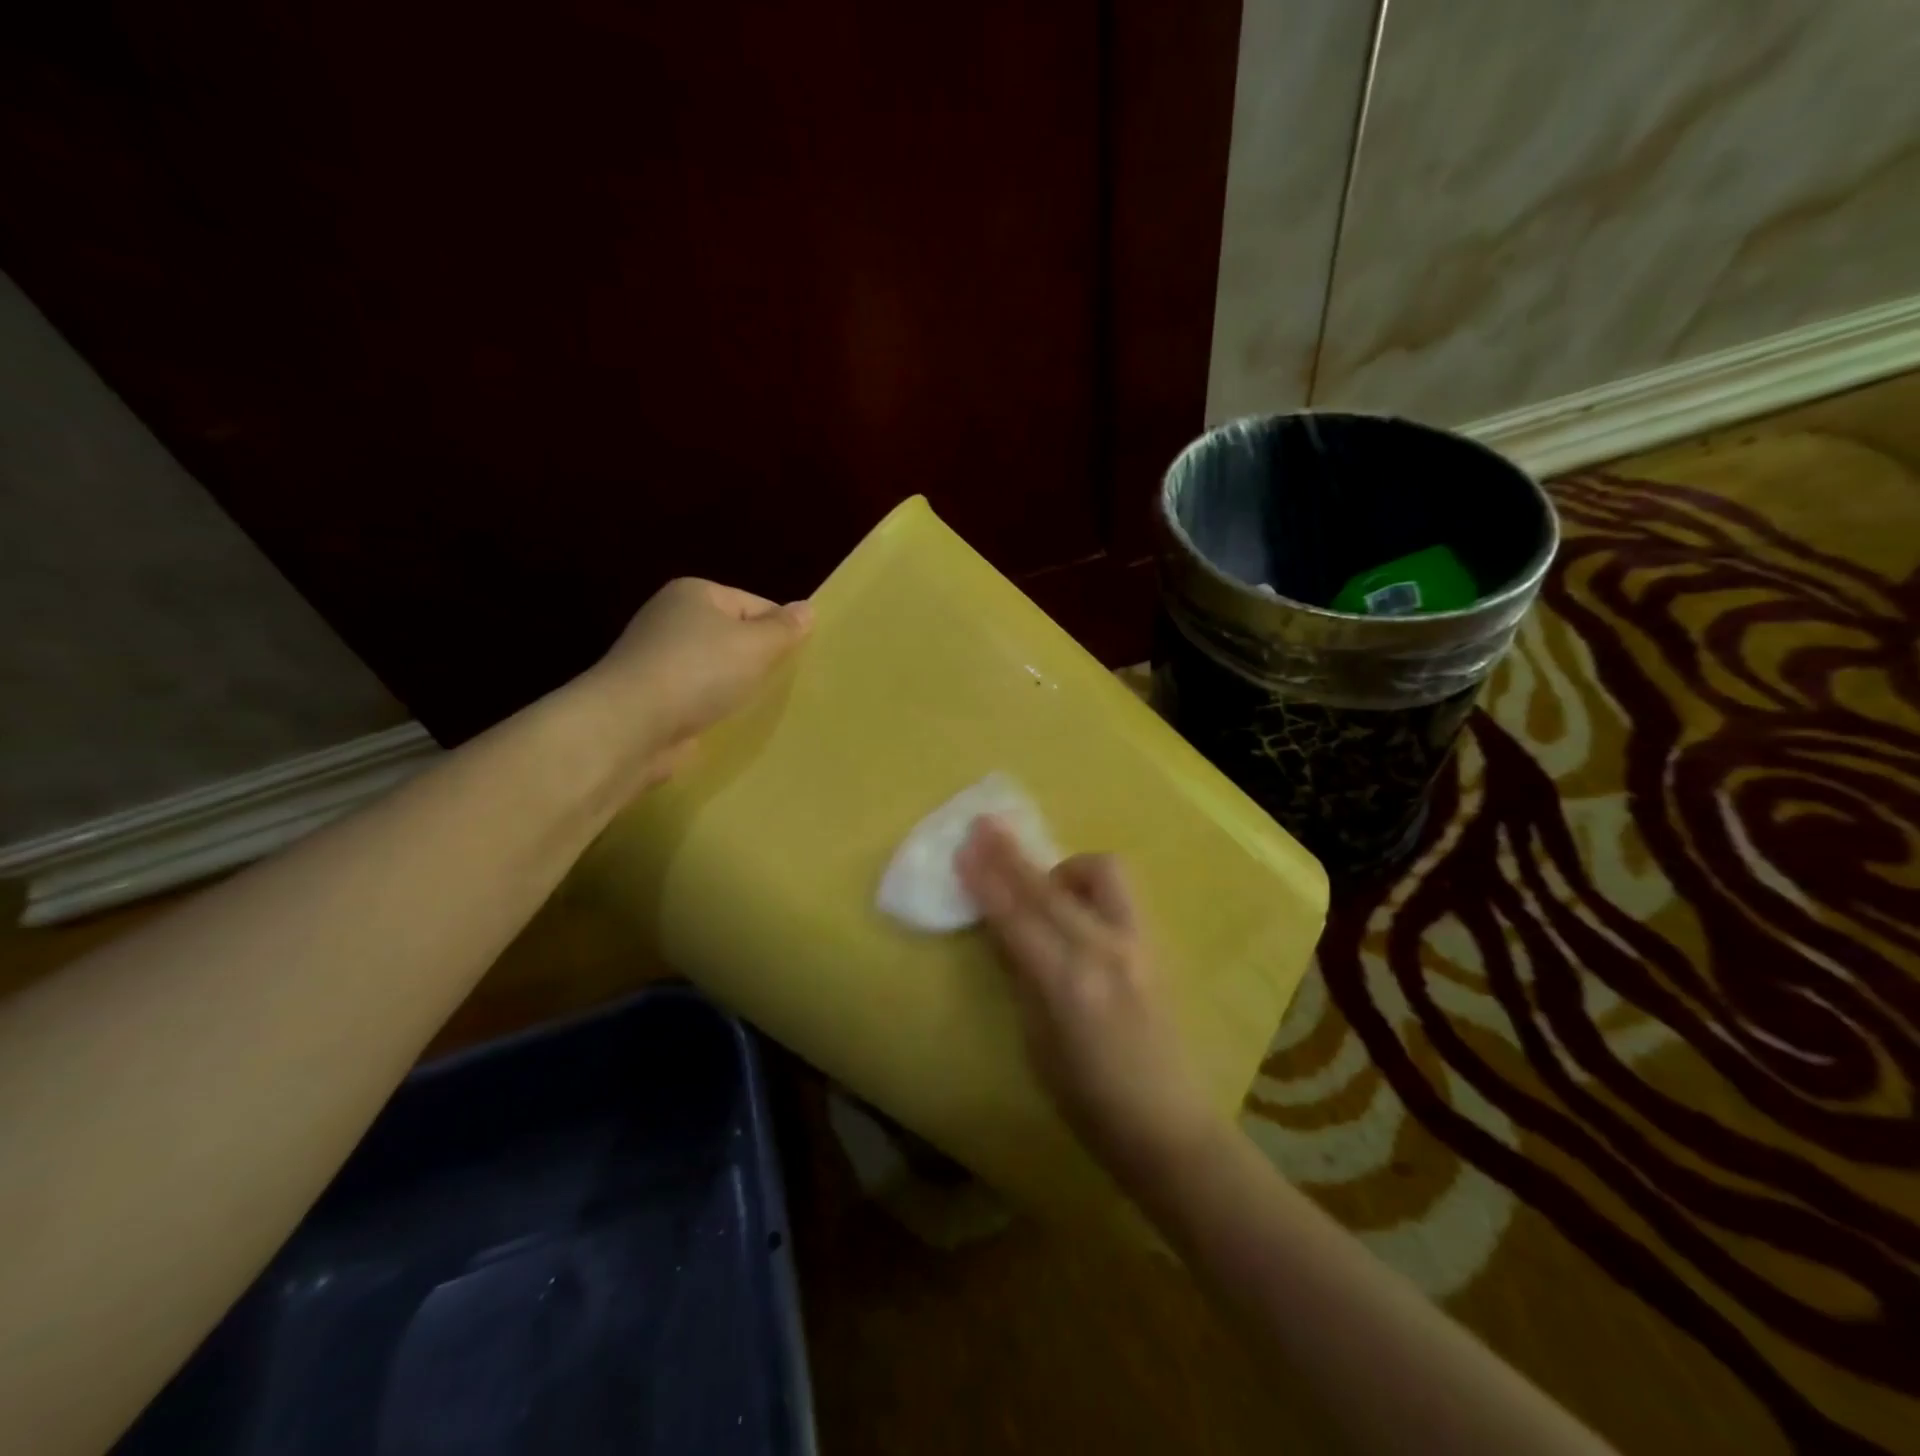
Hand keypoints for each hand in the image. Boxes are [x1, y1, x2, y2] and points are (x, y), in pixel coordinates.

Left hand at [587, 578, 812, 784]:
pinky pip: (697, 698)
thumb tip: (807, 609)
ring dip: (735, 688)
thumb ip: (784, 629)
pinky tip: (728, 723)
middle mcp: (672, 619)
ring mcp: (658, 659)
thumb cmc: (699, 672)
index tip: (798, 661)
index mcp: (695, 594)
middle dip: (757, 661)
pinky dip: (712, 709)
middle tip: (784, 686)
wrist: (632, 725)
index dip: (779, 631)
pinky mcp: (652, 697)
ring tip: (758, 707)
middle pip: (733, 636)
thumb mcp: (755, 645)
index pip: (754, 604)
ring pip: (715, 670)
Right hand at [955, 817, 1226, 1191]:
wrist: (1168, 1124)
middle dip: (1012, 854)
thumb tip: (1002, 928)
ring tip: (1043, 885)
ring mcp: (1137, 943)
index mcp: (1068, 986)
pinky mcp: (1154, 944)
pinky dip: (1088, 884)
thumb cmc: (1088, 1101)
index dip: (987, 880)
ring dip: (1062, 867)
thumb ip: (1021, 977)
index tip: (963, 845)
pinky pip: (1118, 893)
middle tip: (983, 826)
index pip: (1017, 918)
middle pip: (1049, 887)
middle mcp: (1106, 952)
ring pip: (1101, 872)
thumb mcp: (1037, 1044)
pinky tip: (1074, 903)